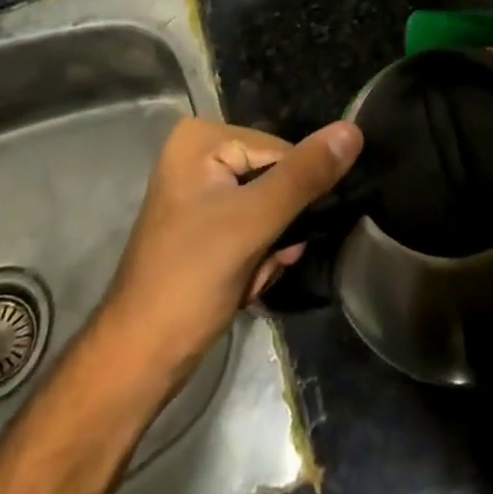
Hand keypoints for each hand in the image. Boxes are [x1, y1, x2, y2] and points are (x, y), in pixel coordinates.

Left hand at [98, 117, 361, 389]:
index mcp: (202, 138)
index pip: (282, 152)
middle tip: (258, 262)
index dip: (292, 198)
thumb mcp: (253, 223)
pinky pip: (254, 228)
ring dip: (271, 248)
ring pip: (271, 208)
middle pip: (276, 179)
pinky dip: (258, 259)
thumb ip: (305, 176)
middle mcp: (199, 154)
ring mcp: (201, 191)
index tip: (278, 239)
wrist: (139, 362)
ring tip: (246, 278)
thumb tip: (352, 131)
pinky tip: (241, 285)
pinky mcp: (206, 224)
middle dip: (279, 228)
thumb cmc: (190, 282)